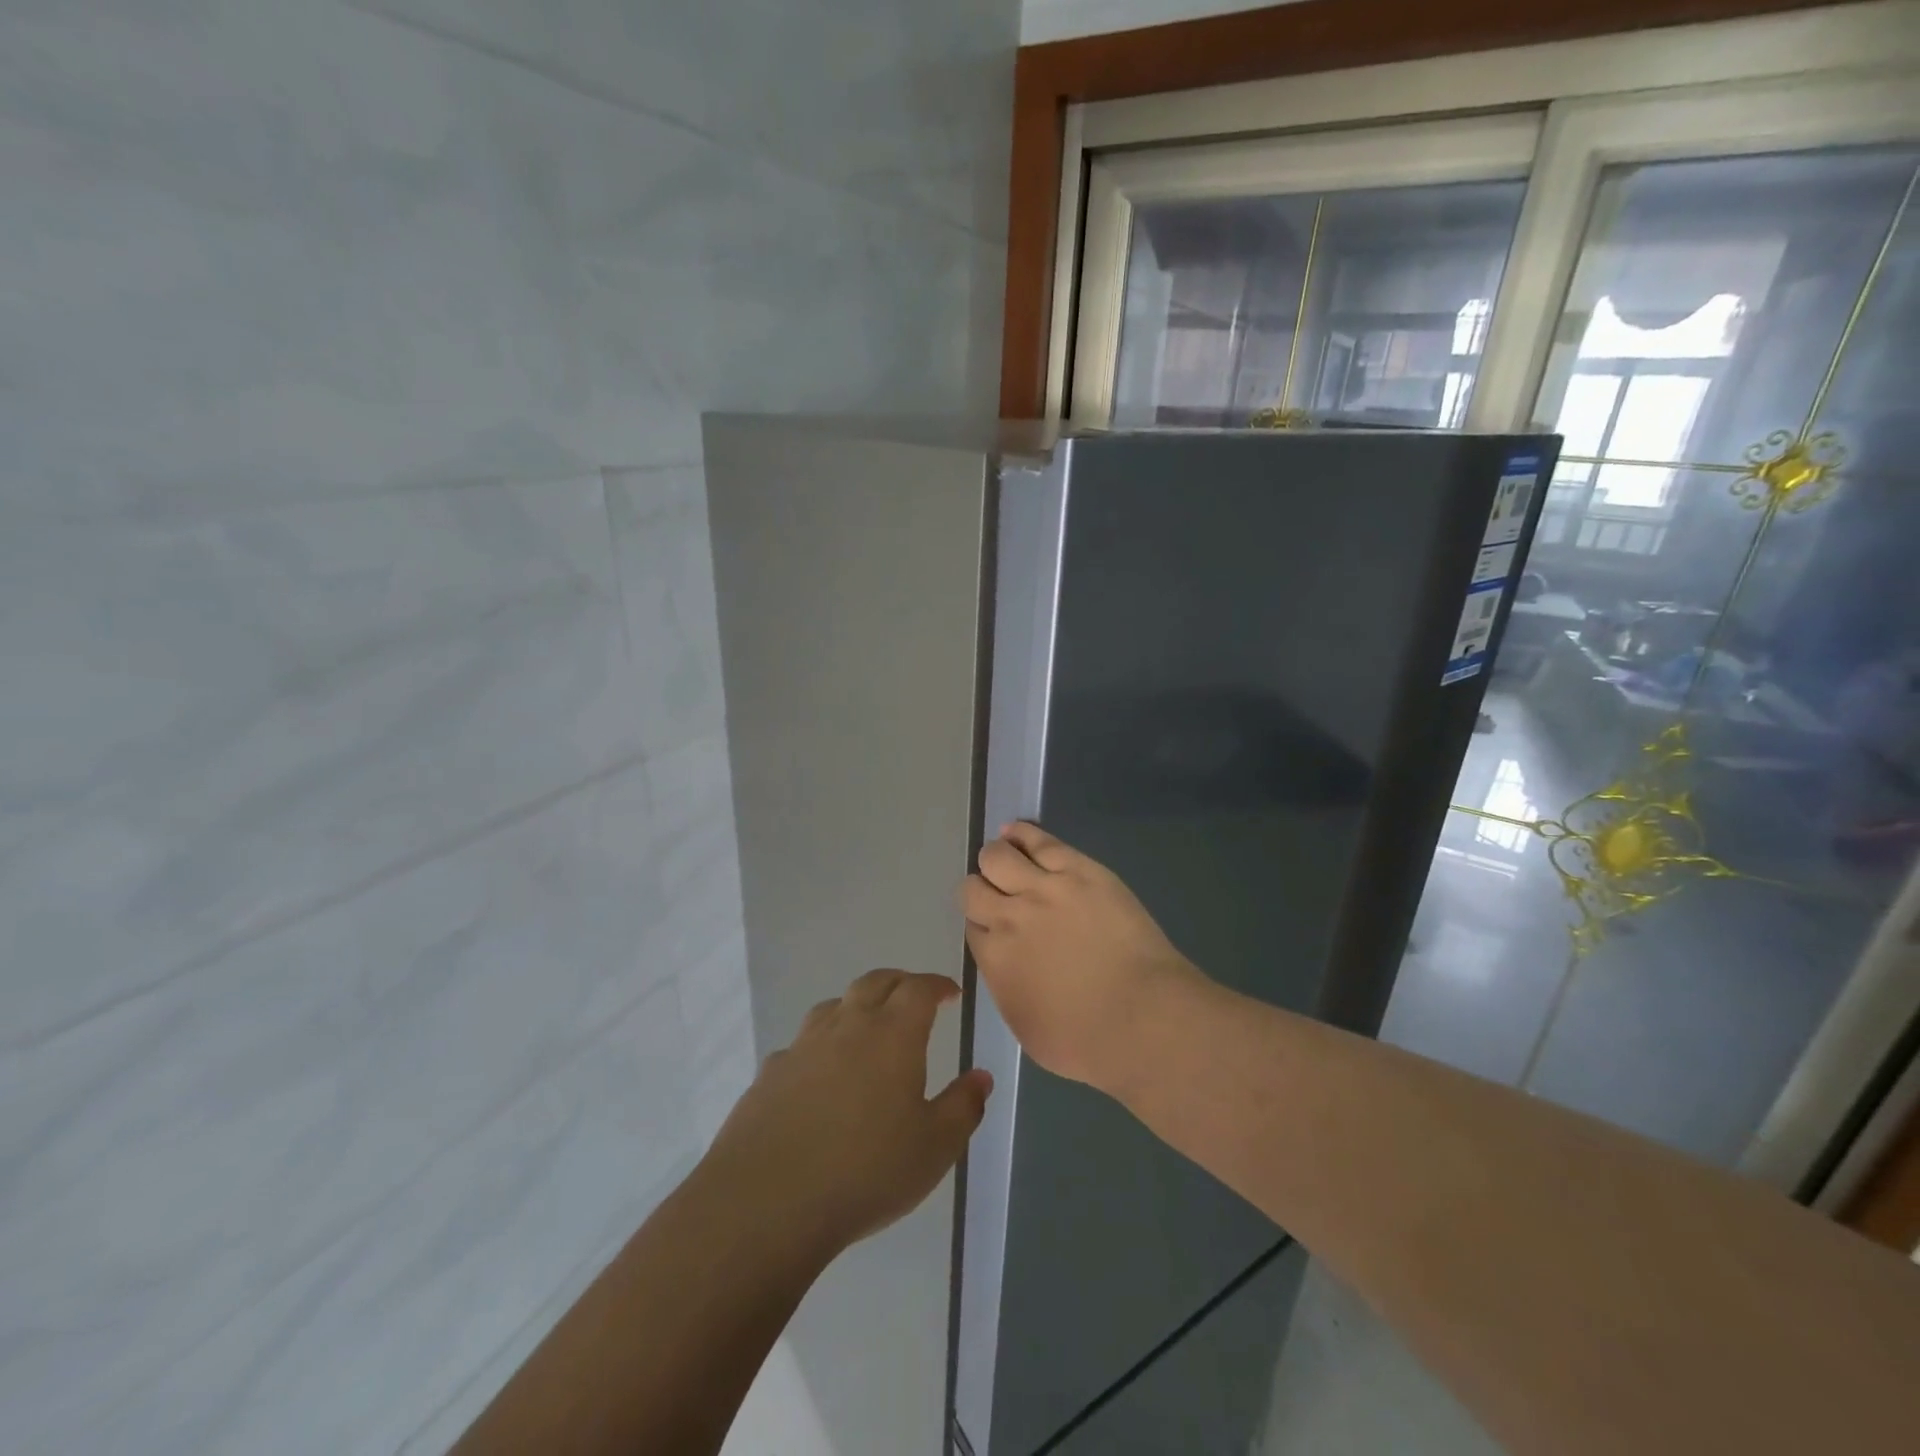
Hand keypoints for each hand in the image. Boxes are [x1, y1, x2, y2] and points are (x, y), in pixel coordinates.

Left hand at [699, 969, 991, 1258]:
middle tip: (914, 997)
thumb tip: (981, 1076)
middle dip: (900, 983)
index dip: (937, 985)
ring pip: (834, 1005)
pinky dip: (821, 1045)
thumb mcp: (934, 1148)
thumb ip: (963, 1107)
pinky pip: (802, 1043)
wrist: (767, 1201)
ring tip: (868, 1027)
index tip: (950, 992)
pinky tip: (821, 1074)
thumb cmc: (866, 1171)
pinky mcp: (771, 1072)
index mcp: (892, 1034)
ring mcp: (803, 1045)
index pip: (918, 988)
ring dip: (857, 1006)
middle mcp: (847, 1025)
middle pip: (875, 982)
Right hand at [962, 822, 1207, 1093]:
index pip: (973, 926)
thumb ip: (1008, 988)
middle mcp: (1008, 918)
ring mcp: (1043, 888)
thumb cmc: (1087, 1042)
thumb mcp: (1027, 1028)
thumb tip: (1007, 966)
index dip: (984, 925)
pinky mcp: (1078, 869)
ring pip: (997, 856)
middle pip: (973, 888)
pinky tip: (1015, 832)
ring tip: (1006, 859)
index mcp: (994, 960)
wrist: (1144, 1018)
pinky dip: (1021, 834)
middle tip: (1001, 896)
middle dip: (982, 891)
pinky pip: (1038, 840)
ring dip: (996, 858)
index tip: (997, 927)